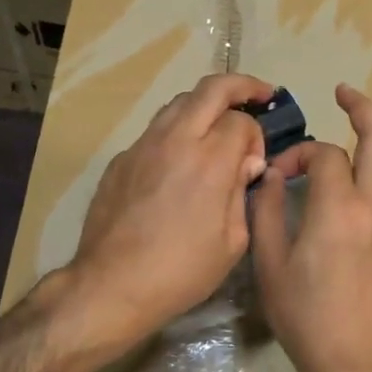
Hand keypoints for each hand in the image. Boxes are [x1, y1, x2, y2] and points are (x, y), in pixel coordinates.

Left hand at [64, 72, 271, 350]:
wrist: (112, 285)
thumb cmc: (181, 271)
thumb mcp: (232, 241)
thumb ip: (242, 192)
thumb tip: (246, 163)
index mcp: (210, 160)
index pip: (241, 121)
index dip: (256, 136)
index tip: (255, 163)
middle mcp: (176, 139)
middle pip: (211, 89)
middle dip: (240, 86)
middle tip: (259, 94)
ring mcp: (143, 145)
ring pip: (179, 103)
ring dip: (205, 104)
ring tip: (218, 123)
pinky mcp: (121, 159)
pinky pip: (156, 131)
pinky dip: (177, 132)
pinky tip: (180, 160)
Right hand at [252, 82, 371, 371]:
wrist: (354, 359)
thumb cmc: (305, 315)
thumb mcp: (269, 263)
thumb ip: (268, 211)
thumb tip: (273, 175)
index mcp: (337, 207)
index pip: (322, 155)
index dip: (300, 153)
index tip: (283, 172)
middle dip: (361, 106)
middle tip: (345, 91)